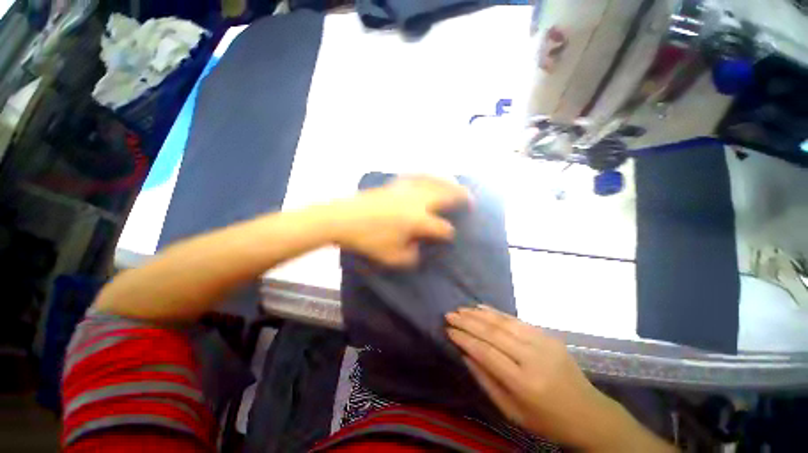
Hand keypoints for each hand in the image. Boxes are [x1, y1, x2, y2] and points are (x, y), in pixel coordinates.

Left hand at [332, 176, 470, 266]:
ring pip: (433, 181)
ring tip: (457, 184)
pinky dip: (427, 175)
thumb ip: (411, 256)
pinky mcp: (395, 184)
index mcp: (419, 220)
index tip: (451, 236)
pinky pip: (416, 176)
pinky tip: (429, 176)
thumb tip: (419, 249)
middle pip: (445, 195)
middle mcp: (418, 201)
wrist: (344, 218)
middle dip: (460, 197)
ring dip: (448, 183)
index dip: (448, 232)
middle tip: (471, 199)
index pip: (442, 227)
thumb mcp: (392, 256)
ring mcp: (406, 190)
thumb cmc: (368, 239)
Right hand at [446, 306, 673, 451]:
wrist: (588, 413)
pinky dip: (496, 312)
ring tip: (461, 308)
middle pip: (493, 333)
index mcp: (524, 383)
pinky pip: (516, 320)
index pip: (486, 353)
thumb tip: (465, 353)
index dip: (464, 339)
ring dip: (479, 314)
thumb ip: (486, 380)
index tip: (448, 330)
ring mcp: (542, 343)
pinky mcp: (547, 335)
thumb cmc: (546, 420)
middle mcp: (533, 358)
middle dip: (468, 322)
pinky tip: (482, 307)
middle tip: (449, 314)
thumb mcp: (511, 411)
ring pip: (503, 322)